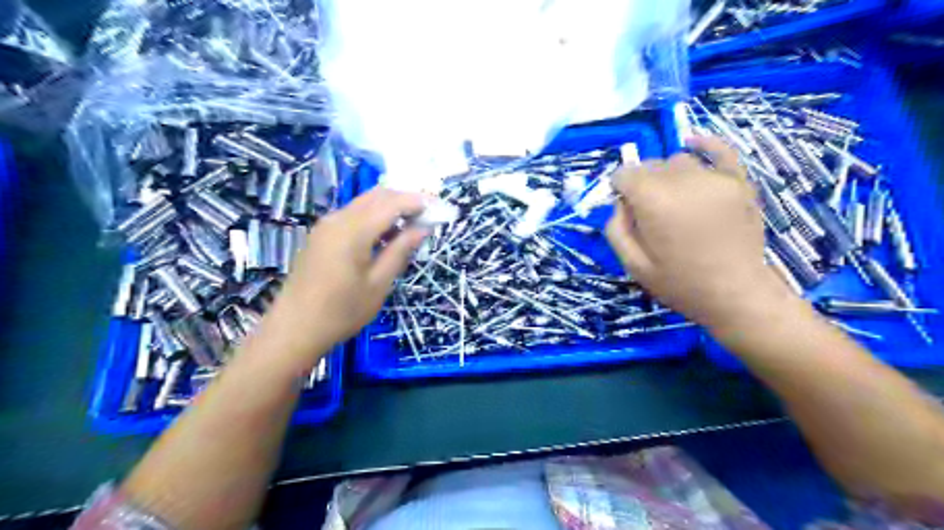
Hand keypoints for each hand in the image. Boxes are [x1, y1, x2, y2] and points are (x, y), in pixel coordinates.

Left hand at [262, 186, 429, 360]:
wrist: (294, 328)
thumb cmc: (342, 312)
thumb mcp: (379, 284)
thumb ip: (400, 251)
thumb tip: (422, 228)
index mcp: (352, 231)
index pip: (391, 203)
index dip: (417, 202)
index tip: (439, 210)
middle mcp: (337, 219)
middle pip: (377, 196)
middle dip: (405, 200)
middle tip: (428, 216)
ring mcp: (326, 225)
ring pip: (364, 203)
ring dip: (390, 207)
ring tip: (411, 226)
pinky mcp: (321, 234)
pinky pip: (353, 214)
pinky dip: (374, 217)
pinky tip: (386, 235)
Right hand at [605, 136, 790, 328]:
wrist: (736, 294)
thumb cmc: (679, 283)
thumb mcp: (632, 264)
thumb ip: (616, 228)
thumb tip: (620, 203)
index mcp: (654, 201)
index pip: (625, 174)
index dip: (619, 190)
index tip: (626, 210)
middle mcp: (683, 181)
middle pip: (650, 165)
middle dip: (642, 183)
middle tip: (650, 213)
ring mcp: (715, 178)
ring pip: (678, 160)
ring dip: (668, 175)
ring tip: (675, 201)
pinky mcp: (739, 181)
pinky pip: (720, 149)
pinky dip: (704, 144)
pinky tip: (693, 144)